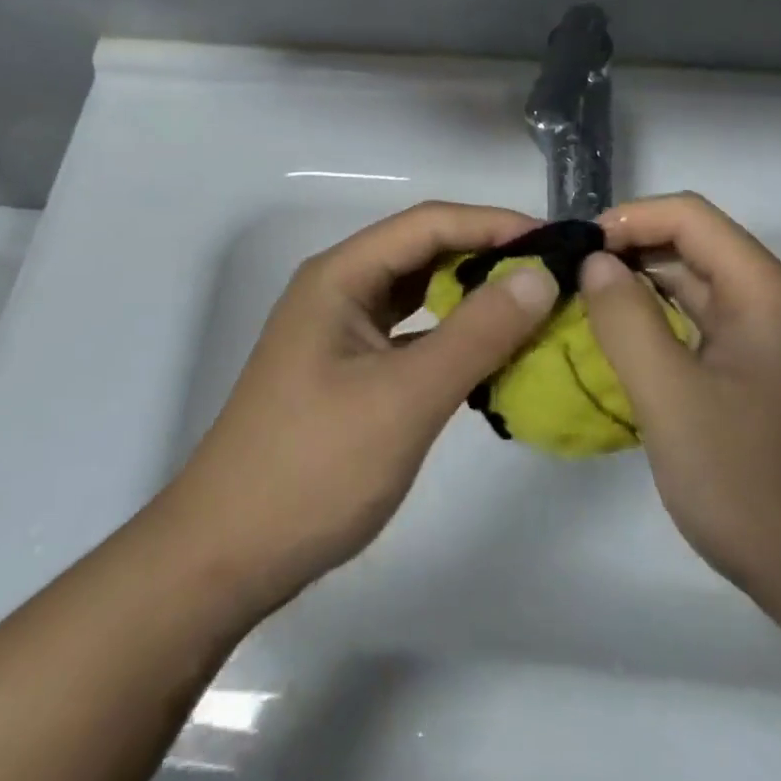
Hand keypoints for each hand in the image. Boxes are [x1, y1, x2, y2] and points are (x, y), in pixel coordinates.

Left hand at [156, 202, 556, 620]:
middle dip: (487, 256)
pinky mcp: (348, 369)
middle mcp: (338, 289)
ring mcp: (340, 330)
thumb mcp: (405, 398)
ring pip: (418, 293)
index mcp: (341, 275)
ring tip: (531, 305)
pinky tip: (489, 354)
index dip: (494, 224)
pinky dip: (451, 335)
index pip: (429, 223)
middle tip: (553, 274)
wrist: (225, 557)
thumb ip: (476, 334)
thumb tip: (540, 275)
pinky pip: (411, 333)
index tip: (556, 242)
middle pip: (423, 251)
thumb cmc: (312, 469)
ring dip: (471, 295)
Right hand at [581, 194, 780, 626]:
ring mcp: (771, 341)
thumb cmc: (754, 485)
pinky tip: (623, 343)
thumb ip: (626, 321)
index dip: (630, 219)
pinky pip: (703, 326)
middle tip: (570, 276)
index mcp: (763, 292)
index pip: (690, 216)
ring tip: (584, 302)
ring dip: (642, 285)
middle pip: (694, 245)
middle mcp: (772, 302)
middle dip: (630, 249)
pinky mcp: (762, 375)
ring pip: (697, 286)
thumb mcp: (672, 399)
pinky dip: (660, 322)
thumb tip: (595, 262)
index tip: (577, 249)